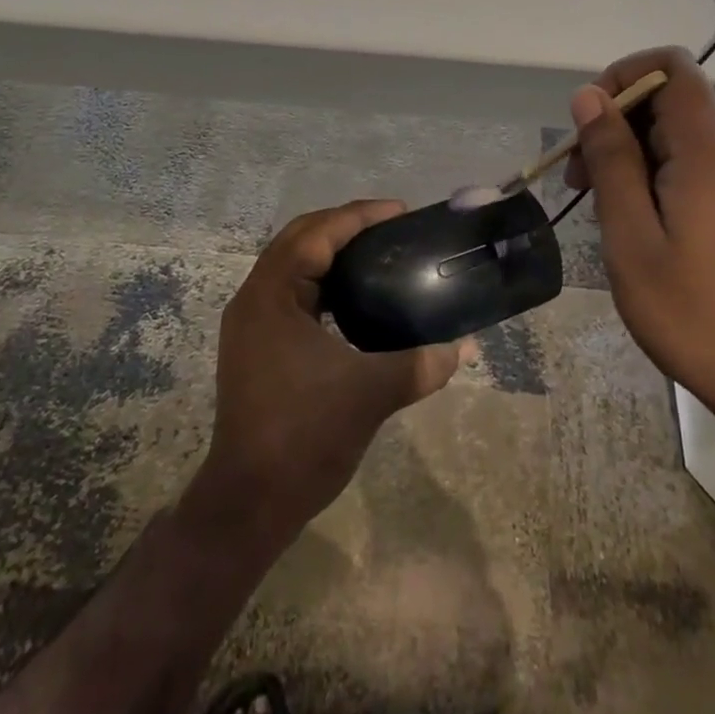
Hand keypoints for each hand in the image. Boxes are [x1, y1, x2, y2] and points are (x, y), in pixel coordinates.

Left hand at [197, 200, 468, 545]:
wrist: (250, 502)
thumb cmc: (304, 436)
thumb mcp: (370, 394)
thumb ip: (420, 365)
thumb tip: (464, 348)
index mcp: (272, 295)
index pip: (316, 234)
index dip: (359, 216)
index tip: (399, 211)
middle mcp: (254, 299)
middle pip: (299, 239)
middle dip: (343, 225)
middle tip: (390, 226)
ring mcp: (250, 323)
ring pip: (291, 264)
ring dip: (330, 250)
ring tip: (376, 251)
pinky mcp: (255, 345)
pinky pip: (290, 291)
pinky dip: (321, 280)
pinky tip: (352, 295)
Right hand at [563, 47, 714, 434]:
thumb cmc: (695, 313)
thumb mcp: (632, 237)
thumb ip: (611, 158)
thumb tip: (589, 96)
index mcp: (710, 148)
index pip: (670, 65)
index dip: (622, 76)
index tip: (589, 125)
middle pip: (670, 98)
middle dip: (617, 123)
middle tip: (581, 183)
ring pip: (680, 131)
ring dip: (634, 152)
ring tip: (606, 209)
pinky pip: (698, 160)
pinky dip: (659, 172)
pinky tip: (642, 223)